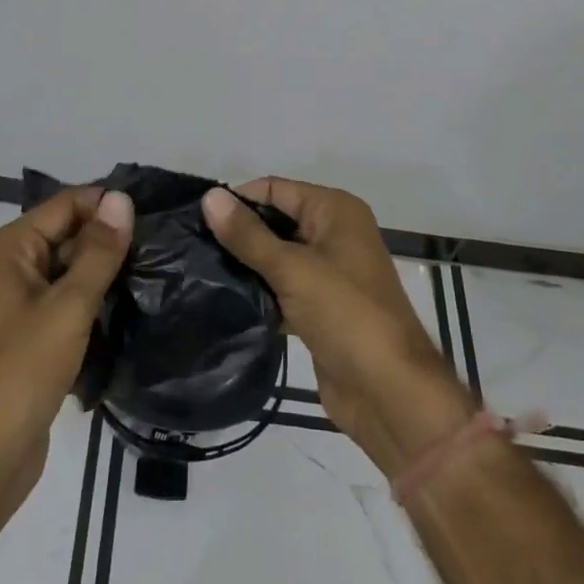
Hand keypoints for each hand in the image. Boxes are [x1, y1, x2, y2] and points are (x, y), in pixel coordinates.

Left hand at [0, 186, 132, 511]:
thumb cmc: (23, 369)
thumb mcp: (69, 305)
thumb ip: (99, 251)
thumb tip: (121, 199)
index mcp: (12, 247)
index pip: (66, 203)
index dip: (106, 205)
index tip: (152, 215)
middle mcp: (12, 265)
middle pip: (68, 233)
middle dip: (108, 238)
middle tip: (159, 247)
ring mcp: (19, 301)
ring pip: (70, 269)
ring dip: (104, 272)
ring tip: (152, 273)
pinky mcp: (30, 334)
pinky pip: (66, 300)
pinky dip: (92, 301)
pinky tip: (127, 308)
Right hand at [204, 178, 471, 473]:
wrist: (390, 394)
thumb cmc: (346, 314)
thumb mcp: (292, 269)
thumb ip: (247, 234)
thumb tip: (210, 196)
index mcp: (335, 210)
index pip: (275, 189)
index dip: (238, 199)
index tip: (196, 218)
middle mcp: (334, 233)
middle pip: (276, 220)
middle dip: (240, 232)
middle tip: (193, 246)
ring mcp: (329, 272)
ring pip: (277, 256)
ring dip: (247, 265)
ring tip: (200, 271)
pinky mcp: (321, 308)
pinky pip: (283, 288)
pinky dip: (260, 292)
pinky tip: (225, 301)